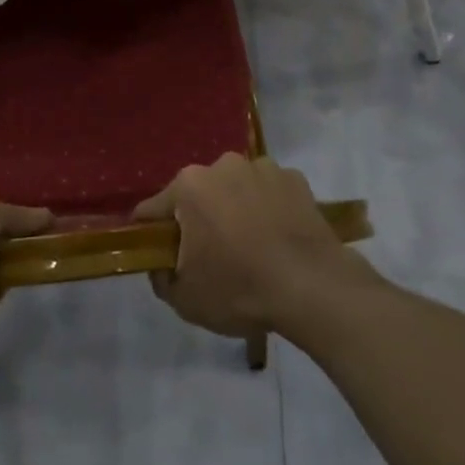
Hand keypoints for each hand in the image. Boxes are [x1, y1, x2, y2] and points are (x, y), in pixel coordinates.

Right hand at [134, 153, 378, 338]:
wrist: (313, 287)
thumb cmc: (241, 290)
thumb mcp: (186, 299)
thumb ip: (161, 276)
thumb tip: (161, 263)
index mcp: (189, 186)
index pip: (153, 209)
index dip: (152, 234)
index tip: (161, 255)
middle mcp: (221, 165)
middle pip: (198, 193)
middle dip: (199, 218)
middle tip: (212, 255)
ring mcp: (261, 167)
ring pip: (235, 188)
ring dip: (236, 208)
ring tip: (252, 247)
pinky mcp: (294, 178)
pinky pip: (269, 191)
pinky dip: (269, 207)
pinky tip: (279, 237)